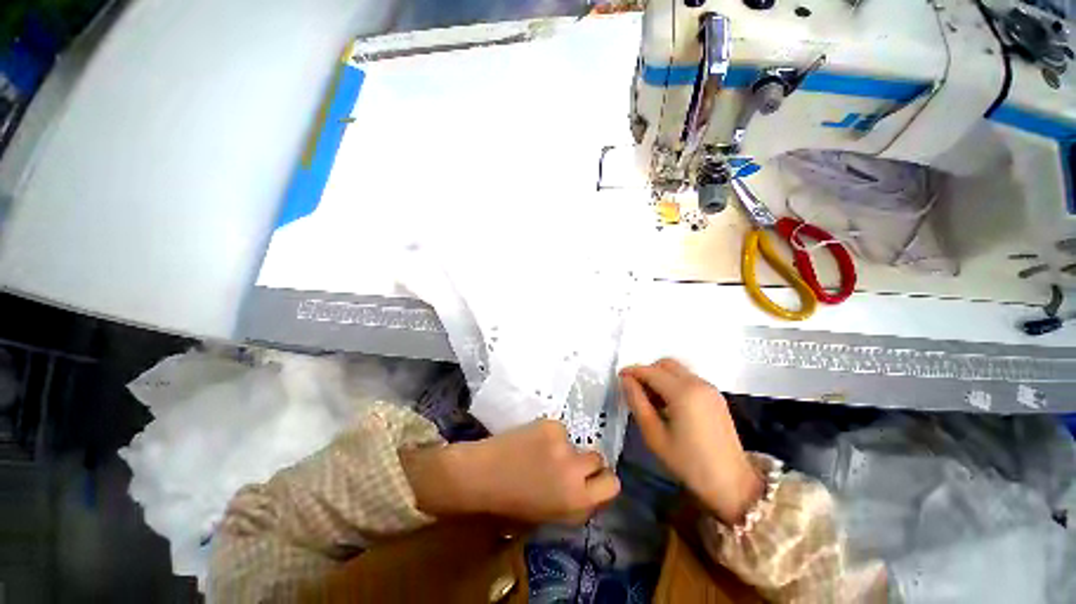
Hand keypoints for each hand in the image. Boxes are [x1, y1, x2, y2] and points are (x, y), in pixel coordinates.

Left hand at [401, 420, 619, 523]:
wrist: (480, 476)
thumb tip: (589, 487)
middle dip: (585, 462)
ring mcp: (563, 445)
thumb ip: (575, 503)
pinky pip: (559, 429)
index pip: (612, 485)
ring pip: (576, 441)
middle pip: (599, 458)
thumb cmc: (510, 504)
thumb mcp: (550, 516)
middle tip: (566, 463)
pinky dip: (550, 435)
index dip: (602, 481)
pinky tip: (531, 441)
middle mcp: (575, 472)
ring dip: (565, 447)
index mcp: (577, 501)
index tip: (590, 479)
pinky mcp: (550, 425)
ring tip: (541, 453)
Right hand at [620, 358, 761, 524]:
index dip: (632, 372)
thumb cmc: (689, 464)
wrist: (733, 485)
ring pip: (677, 370)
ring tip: (652, 401)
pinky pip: (688, 379)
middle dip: (647, 372)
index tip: (619, 380)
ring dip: (660, 377)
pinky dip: (674, 383)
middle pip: (665, 364)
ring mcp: (710, 388)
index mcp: (683, 392)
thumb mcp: (654, 435)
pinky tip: (669, 405)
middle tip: (636, 392)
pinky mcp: (716, 396)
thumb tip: (625, 381)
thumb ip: (637, 403)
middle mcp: (698, 383)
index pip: (650, 371)